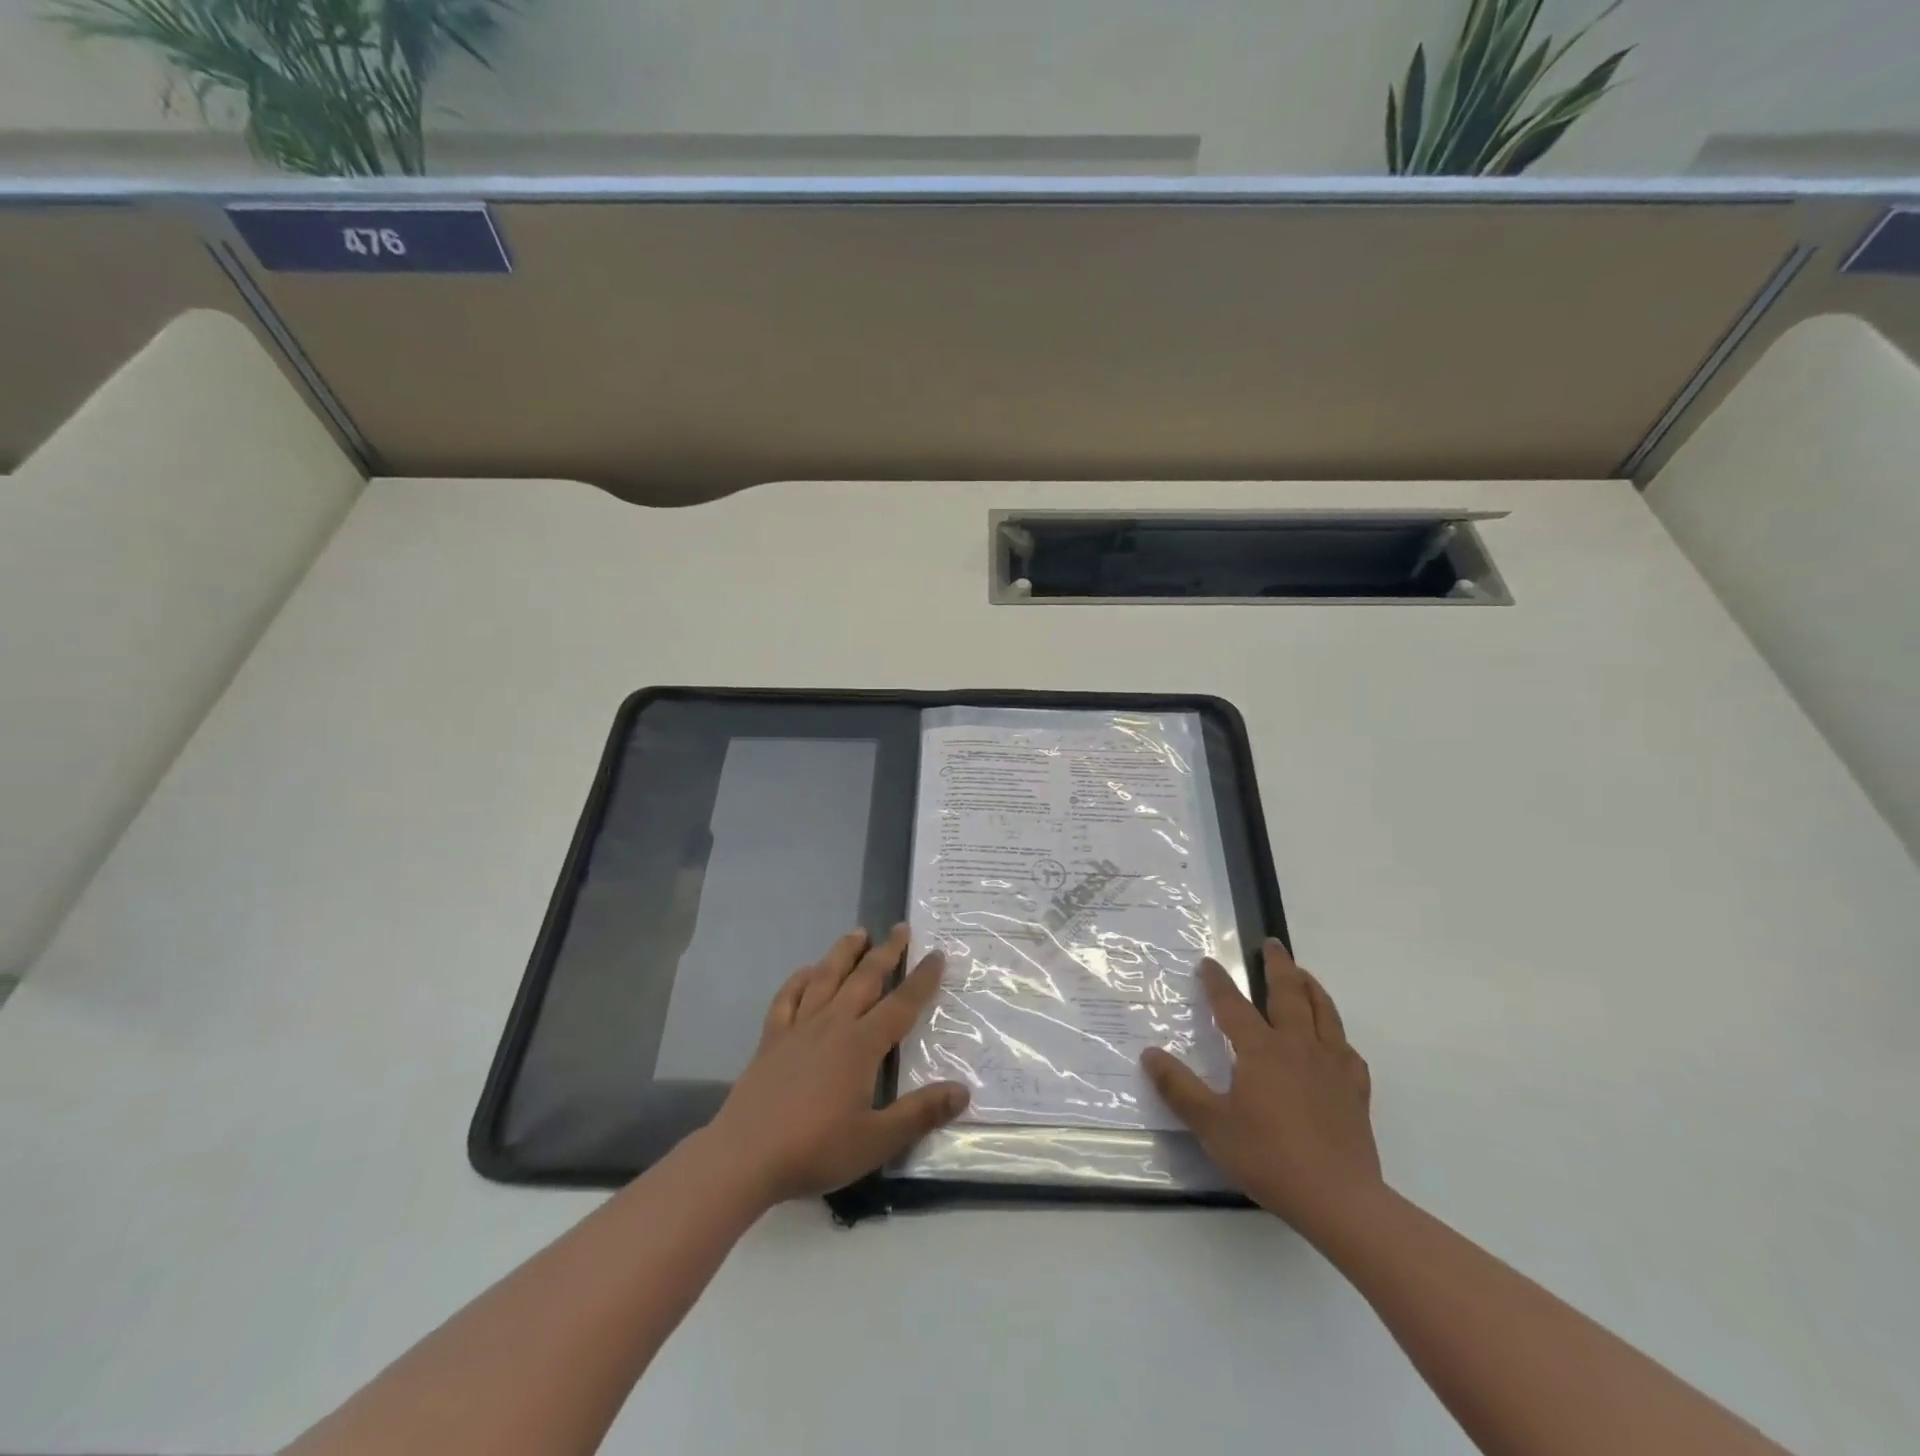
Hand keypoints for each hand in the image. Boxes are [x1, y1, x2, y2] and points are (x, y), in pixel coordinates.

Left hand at [704, 924, 969, 1205]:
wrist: (744, 1157)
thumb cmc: (815, 1149)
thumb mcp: (877, 1141)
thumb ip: (920, 1114)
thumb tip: (963, 1091)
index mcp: (861, 1045)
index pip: (901, 1004)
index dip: (922, 979)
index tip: (937, 954)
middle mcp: (832, 1025)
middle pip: (864, 979)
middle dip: (886, 952)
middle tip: (901, 928)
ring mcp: (798, 1029)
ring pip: (825, 978)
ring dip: (843, 953)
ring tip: (858, 933)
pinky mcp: (771, 1040)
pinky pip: (786, 999)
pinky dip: (798, 980)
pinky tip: (806, 972)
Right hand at [1143, 939, 1381, 1235]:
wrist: (1339, 1199)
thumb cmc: (1268, 1157)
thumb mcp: (1211, 1125)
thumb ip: (1179, 1088)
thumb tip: (1149, 1054)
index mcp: (1261, 1050)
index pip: (1233, 1006)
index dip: (1217, 982)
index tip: (1208, 962)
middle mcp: (1297, 1047)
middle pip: (1288, 994)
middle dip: (1277, 966)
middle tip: (1272, 943)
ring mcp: (1332, 1067)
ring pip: (1324, 1014)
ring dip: (1312, 988)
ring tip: (1303, 974)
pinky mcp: (1355, 1092)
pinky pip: (1348, 1052)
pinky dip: (1338, 1037)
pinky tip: (1335, 1042)